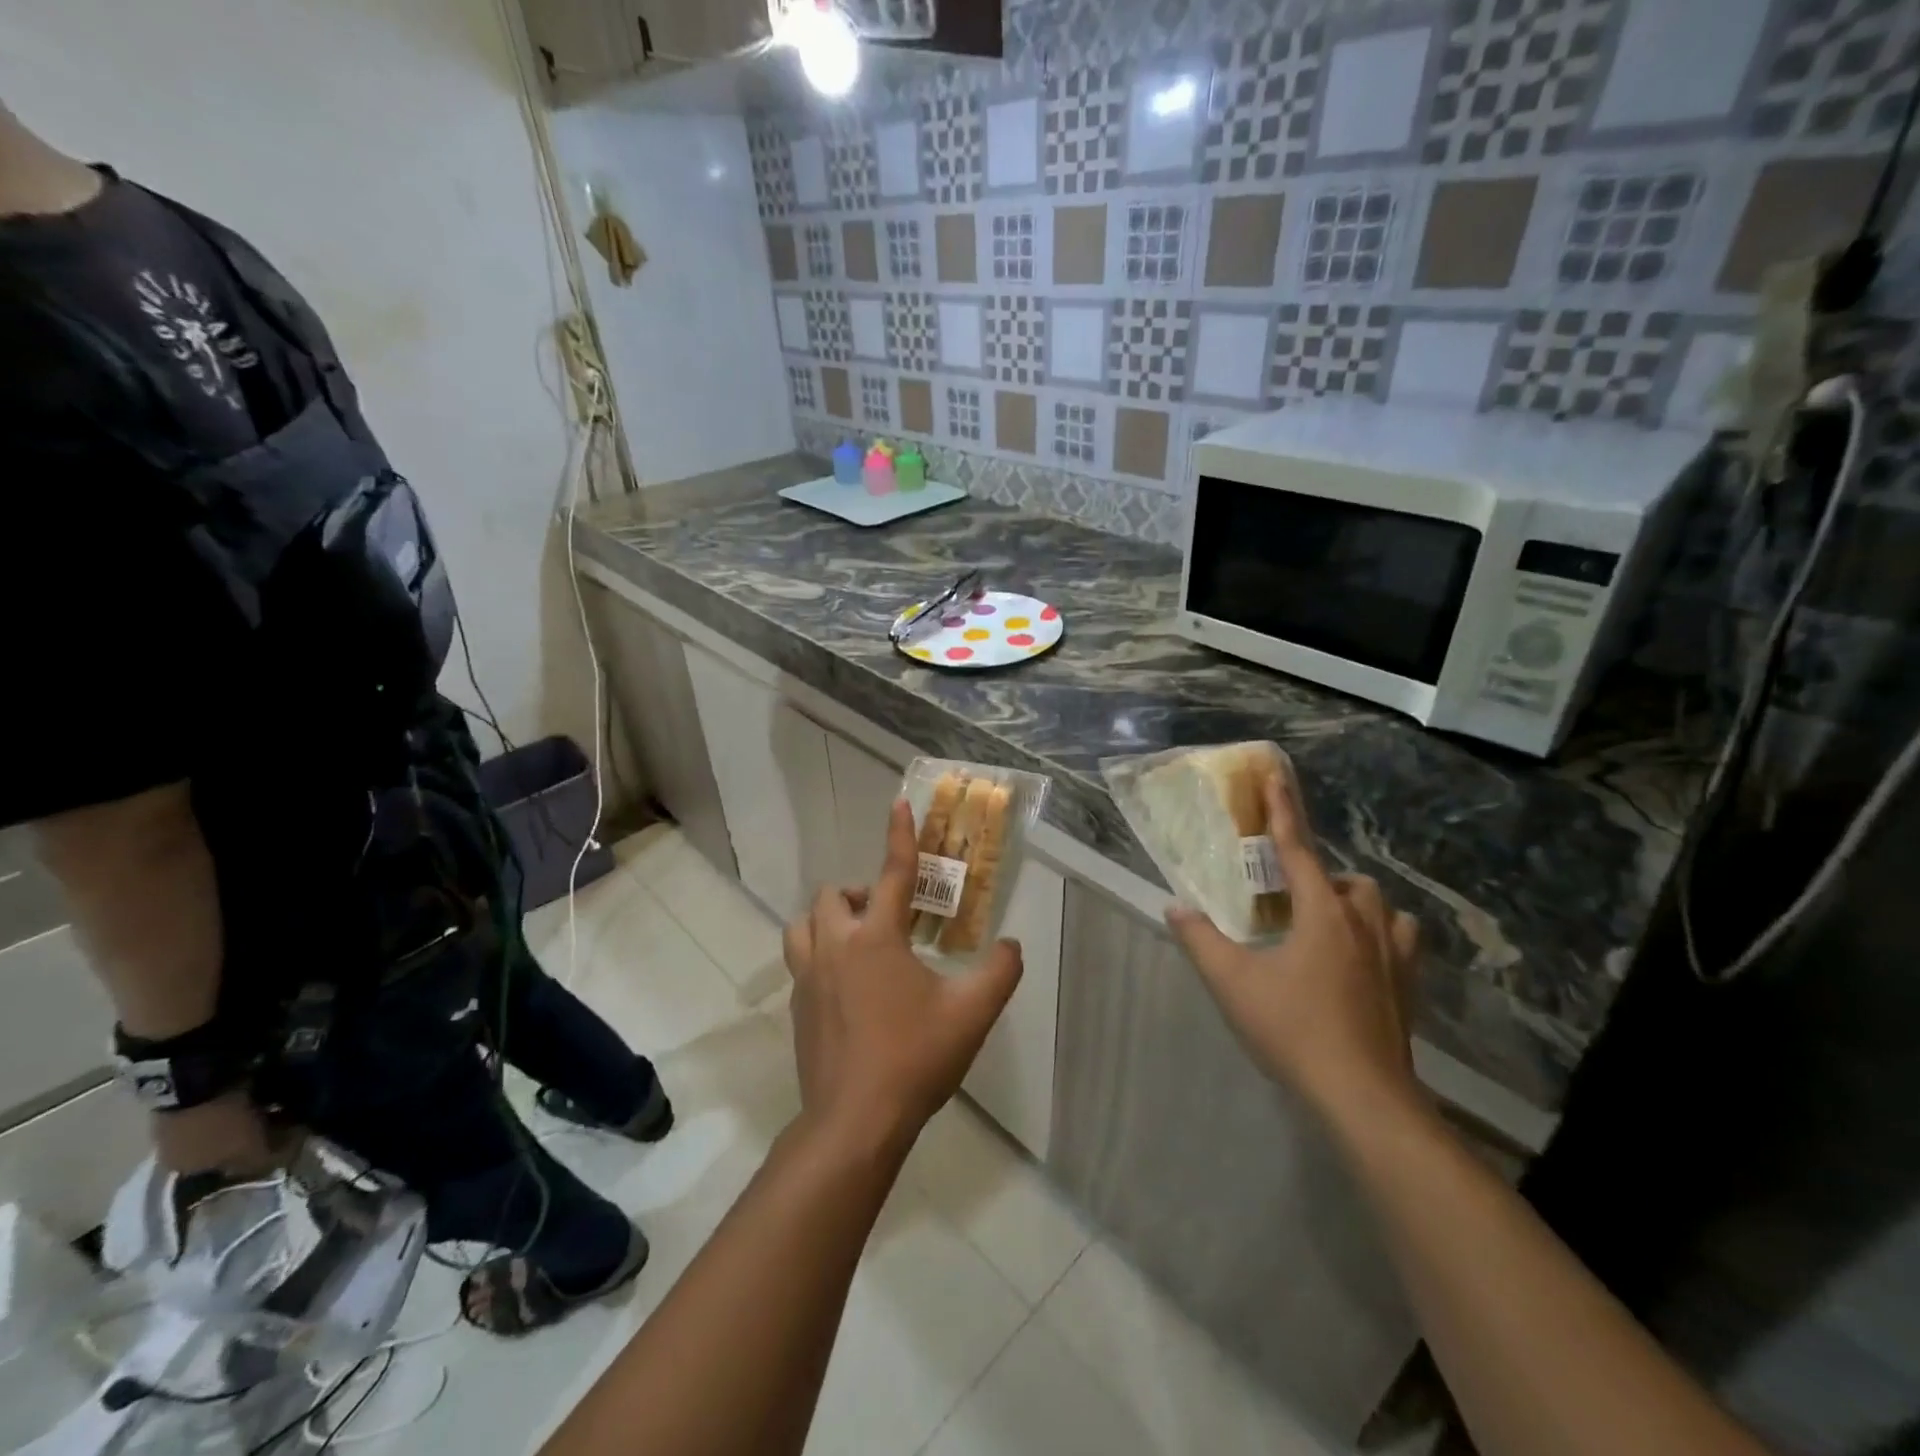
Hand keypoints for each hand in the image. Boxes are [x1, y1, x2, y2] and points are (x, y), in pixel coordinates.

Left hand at [783, 799, 1023, 1153]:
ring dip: (829, 919)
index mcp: (877, 938)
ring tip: (858, 941)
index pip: (893, 872)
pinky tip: (845, 985)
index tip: (899, 804)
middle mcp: (836, 946)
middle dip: (862, 894)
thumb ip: (1000, 972)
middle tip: (890, 917)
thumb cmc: (914, 1059)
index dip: (900, 835)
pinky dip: (819, 954)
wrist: (855, 1121)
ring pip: (804, 924)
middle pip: (835, 895)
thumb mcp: (972, 1014)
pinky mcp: (797, 1005)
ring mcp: (808, 976)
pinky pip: (800, 960)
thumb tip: (1010, 945)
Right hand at [1166, 766, 1422, 1123]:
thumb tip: (1175, 907)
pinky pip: (1398, 940)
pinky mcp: (1409, 987)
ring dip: (1351, 903)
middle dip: (1316, 877)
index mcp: (1322, 913)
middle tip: (1285, 900)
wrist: (1362, 1097)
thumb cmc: (1293, 1029)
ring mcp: (1393, 956)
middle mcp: (1363, 923)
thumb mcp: (1232, 983)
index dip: (1282, 809)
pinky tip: (1358, 960)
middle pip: (1343, 879)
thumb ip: (1200, 940)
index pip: (1296, 848)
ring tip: (1324, 923)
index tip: (1276, 774)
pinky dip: (1378, 935)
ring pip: (1378, 906)